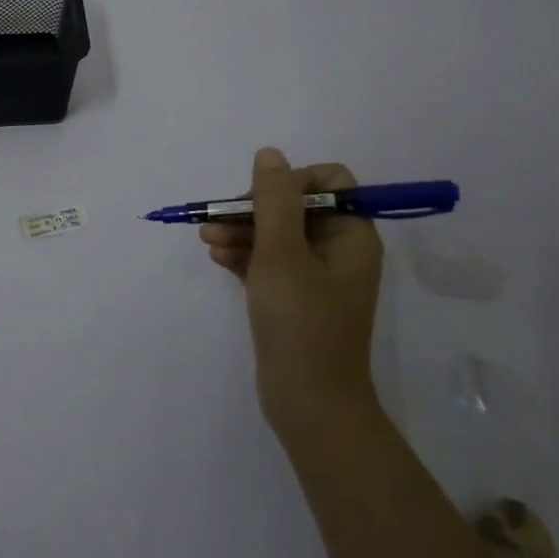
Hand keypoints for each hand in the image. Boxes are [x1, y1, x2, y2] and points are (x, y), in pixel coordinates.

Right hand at [200, 148, 383, 431]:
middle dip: (253, 209)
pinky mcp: (294, 298)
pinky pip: (268, 261)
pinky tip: (217, 257)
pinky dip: (244, 255)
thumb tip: (270, 154)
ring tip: (207, 240)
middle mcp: (338, 250)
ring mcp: (316, 276)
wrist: (309, 403)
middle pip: (294, 205)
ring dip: (241, 231)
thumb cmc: (300, 322)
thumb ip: (274, 199)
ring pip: (276, 234)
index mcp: (350, 235)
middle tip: (219, 221)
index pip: (327, 181)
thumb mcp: (282, 253)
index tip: (260, 201)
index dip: (290, 182)